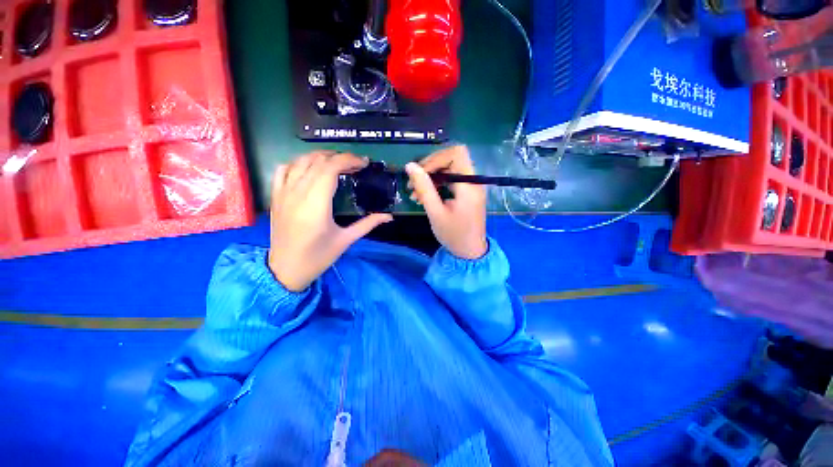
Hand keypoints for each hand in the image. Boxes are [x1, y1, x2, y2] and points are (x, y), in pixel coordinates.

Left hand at [268, 152, 392, 290]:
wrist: (285, 270)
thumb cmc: (318, 257)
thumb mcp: (346, 240)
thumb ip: (368, 224)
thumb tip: (389, 216)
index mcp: (316, 204)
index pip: (330, 168)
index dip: (348, 160)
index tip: (363, 163)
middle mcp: (297, 193)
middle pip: (317, 161)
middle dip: (339, 157)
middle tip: (355, 165)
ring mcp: (283, 193)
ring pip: (300, 161)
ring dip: (320, 157)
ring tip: (337, 163)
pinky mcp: (275, 196)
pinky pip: (283, 170)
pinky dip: (298, 163)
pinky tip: (310, 169)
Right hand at [406, 145, 487, 258]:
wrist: (469, 252)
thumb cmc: (453, 235)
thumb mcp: (435, 212)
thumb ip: (424, 188)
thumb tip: (410, 166)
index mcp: (469, 185)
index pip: (456, 154)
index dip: (436, 159)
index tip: (420, 174)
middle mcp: (473, 181)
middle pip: (452, 159)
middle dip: (430, 168)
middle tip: (413, 184)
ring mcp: (471, 186)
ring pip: (450, 169)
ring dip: (431, 178)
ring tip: (415, 194)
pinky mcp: (467, 193)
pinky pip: (451, 180)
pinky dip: (437, 185)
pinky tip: (424, 196)